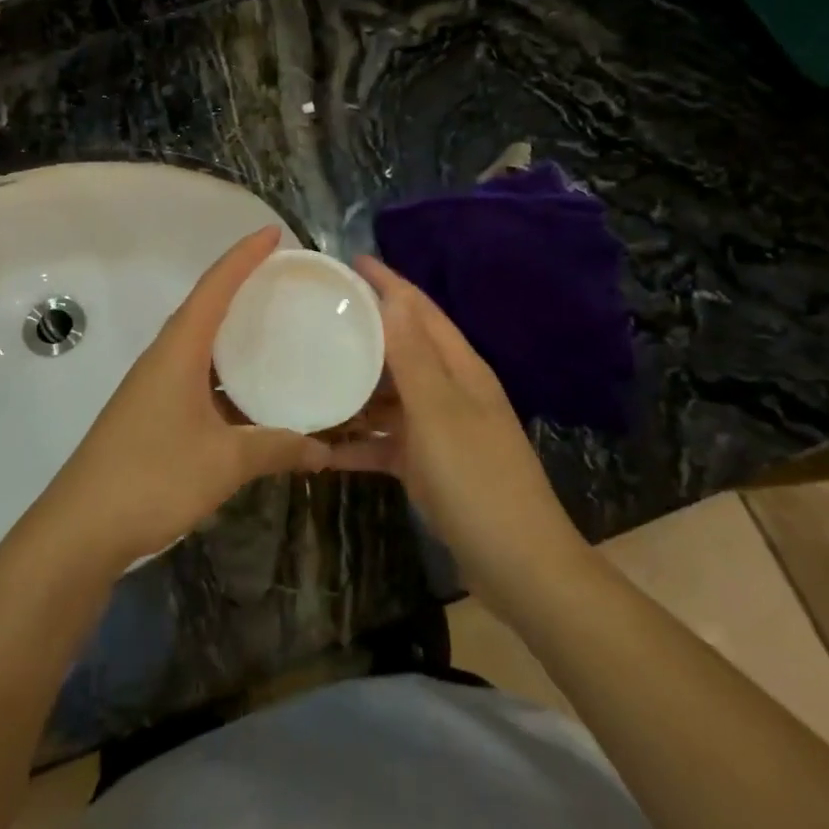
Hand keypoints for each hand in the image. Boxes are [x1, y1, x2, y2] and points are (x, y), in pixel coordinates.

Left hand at [30, 227, 329, 572]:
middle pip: (205, 307)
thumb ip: (276, 449)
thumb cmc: (152, 479)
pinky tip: (249, 391)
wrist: (78, 530)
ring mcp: (152, 387)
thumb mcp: (224, 462)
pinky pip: (195, 375)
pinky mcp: (150, 414)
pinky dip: (224, 372)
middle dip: (241, 286)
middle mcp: (163, 358)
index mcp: (178, 351)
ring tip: (274, 327)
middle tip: (284, 279)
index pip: (215, 287)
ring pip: (199, 344)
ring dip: (232, 332)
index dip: (244, 256)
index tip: (274, 234)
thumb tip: (323, 449)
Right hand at [324, 259, 581, 603]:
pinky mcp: (428, 467)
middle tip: (316, 316)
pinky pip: (386, 443)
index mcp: (460, 369)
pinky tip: (322, 447)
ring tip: (308, 373)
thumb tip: (394, 296)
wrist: (519, 567)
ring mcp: (439, 431)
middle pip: (402, 349)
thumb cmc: (478, 480)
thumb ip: (413, 356)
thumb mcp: (439, 413)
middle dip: (365, 331)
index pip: (421, 311)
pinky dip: (359, 442)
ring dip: (356, 388)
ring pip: (390, 397)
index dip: (389, 284)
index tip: (351, 261)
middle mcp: (450, 392)